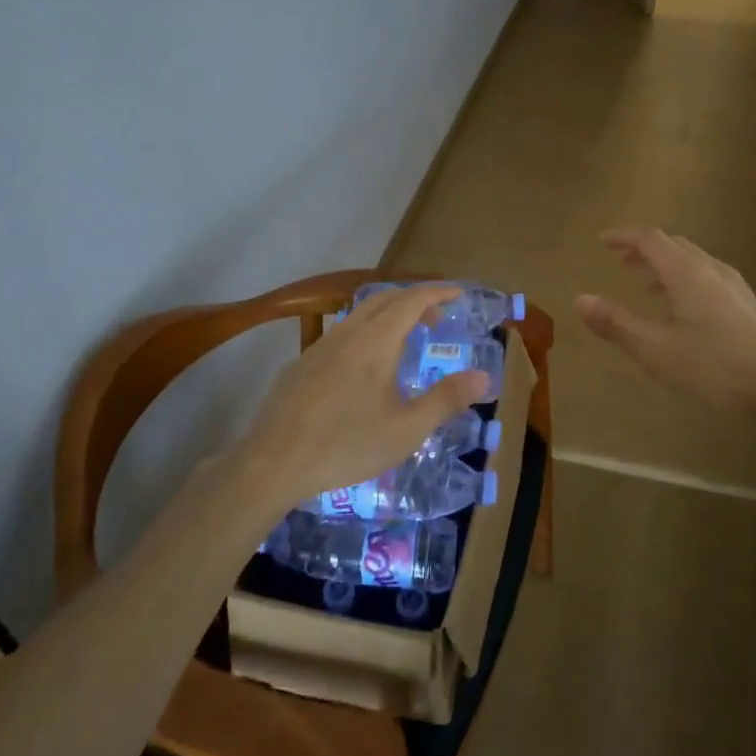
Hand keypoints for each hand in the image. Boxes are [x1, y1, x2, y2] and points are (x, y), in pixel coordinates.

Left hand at [227, 284, 488, 519]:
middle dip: (414, 301)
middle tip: (436, 320)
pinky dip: (365, 334)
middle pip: (384, 299)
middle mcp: (347, 334)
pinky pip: (340, 334)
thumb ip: (446, 400)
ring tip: (404, 343)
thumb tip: (484, 377)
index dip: (437, 293)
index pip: (411, 300)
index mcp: (375, 342)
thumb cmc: (345, 445)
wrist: (272, 463)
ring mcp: (319, 347)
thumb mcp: (406, 430)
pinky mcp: (301, 365)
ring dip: (387, 317)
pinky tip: (363, 370)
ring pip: (358, 315)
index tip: (458, 294)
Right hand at [576, 227, 755, 418]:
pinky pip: (707, 276)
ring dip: (664, 264)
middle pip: (673, 245)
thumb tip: (580, 299)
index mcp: (686, 273)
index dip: (624, 237)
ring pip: (692, 261)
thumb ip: (616, 324)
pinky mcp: (747, 304)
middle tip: (621, 260)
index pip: (650, 239)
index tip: (603, 240)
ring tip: (646, 282)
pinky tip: (683, 307)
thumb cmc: (714, 366)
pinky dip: (684, 278)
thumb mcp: (656, 349)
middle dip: (644, 249)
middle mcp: (710, 269)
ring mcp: (733, 286)